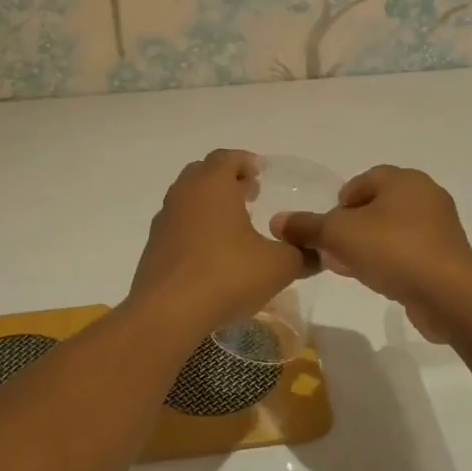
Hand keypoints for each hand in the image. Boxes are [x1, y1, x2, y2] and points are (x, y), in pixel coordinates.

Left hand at [129, 150, 309, 339]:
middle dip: (227, 180)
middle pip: (204, 173)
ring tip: (234, 226)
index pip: (226, 157)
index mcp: (212, 184)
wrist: (167, 312)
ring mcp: (164, 220)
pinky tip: (213, 254)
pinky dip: (196, 229)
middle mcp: (184, 194)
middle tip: (250, 195)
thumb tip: (317, 252)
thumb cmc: (226, 275)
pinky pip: (178, 226)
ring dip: (210, 205)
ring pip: (188, 199)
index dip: (245, 162)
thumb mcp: (279, 266)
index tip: (260, 174)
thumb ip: (302, 254)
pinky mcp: (154, 248)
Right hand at [274, 166, 471, 343]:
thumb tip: (278, 221)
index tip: (327, 226)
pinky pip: (408, 252)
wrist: (449, 295)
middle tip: (331, 249)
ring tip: (346, 267)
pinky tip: (373, 280)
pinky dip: (388, 261)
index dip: (340, 201)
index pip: (364, 180)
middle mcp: (426, 196)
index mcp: (405, 180)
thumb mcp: (340, 235)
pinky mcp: (445, 257)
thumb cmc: (393, 250)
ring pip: (392, 231)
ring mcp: (439, 228)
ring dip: (367, 246)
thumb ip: (307, 226)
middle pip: (377, 206)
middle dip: (351, 227)